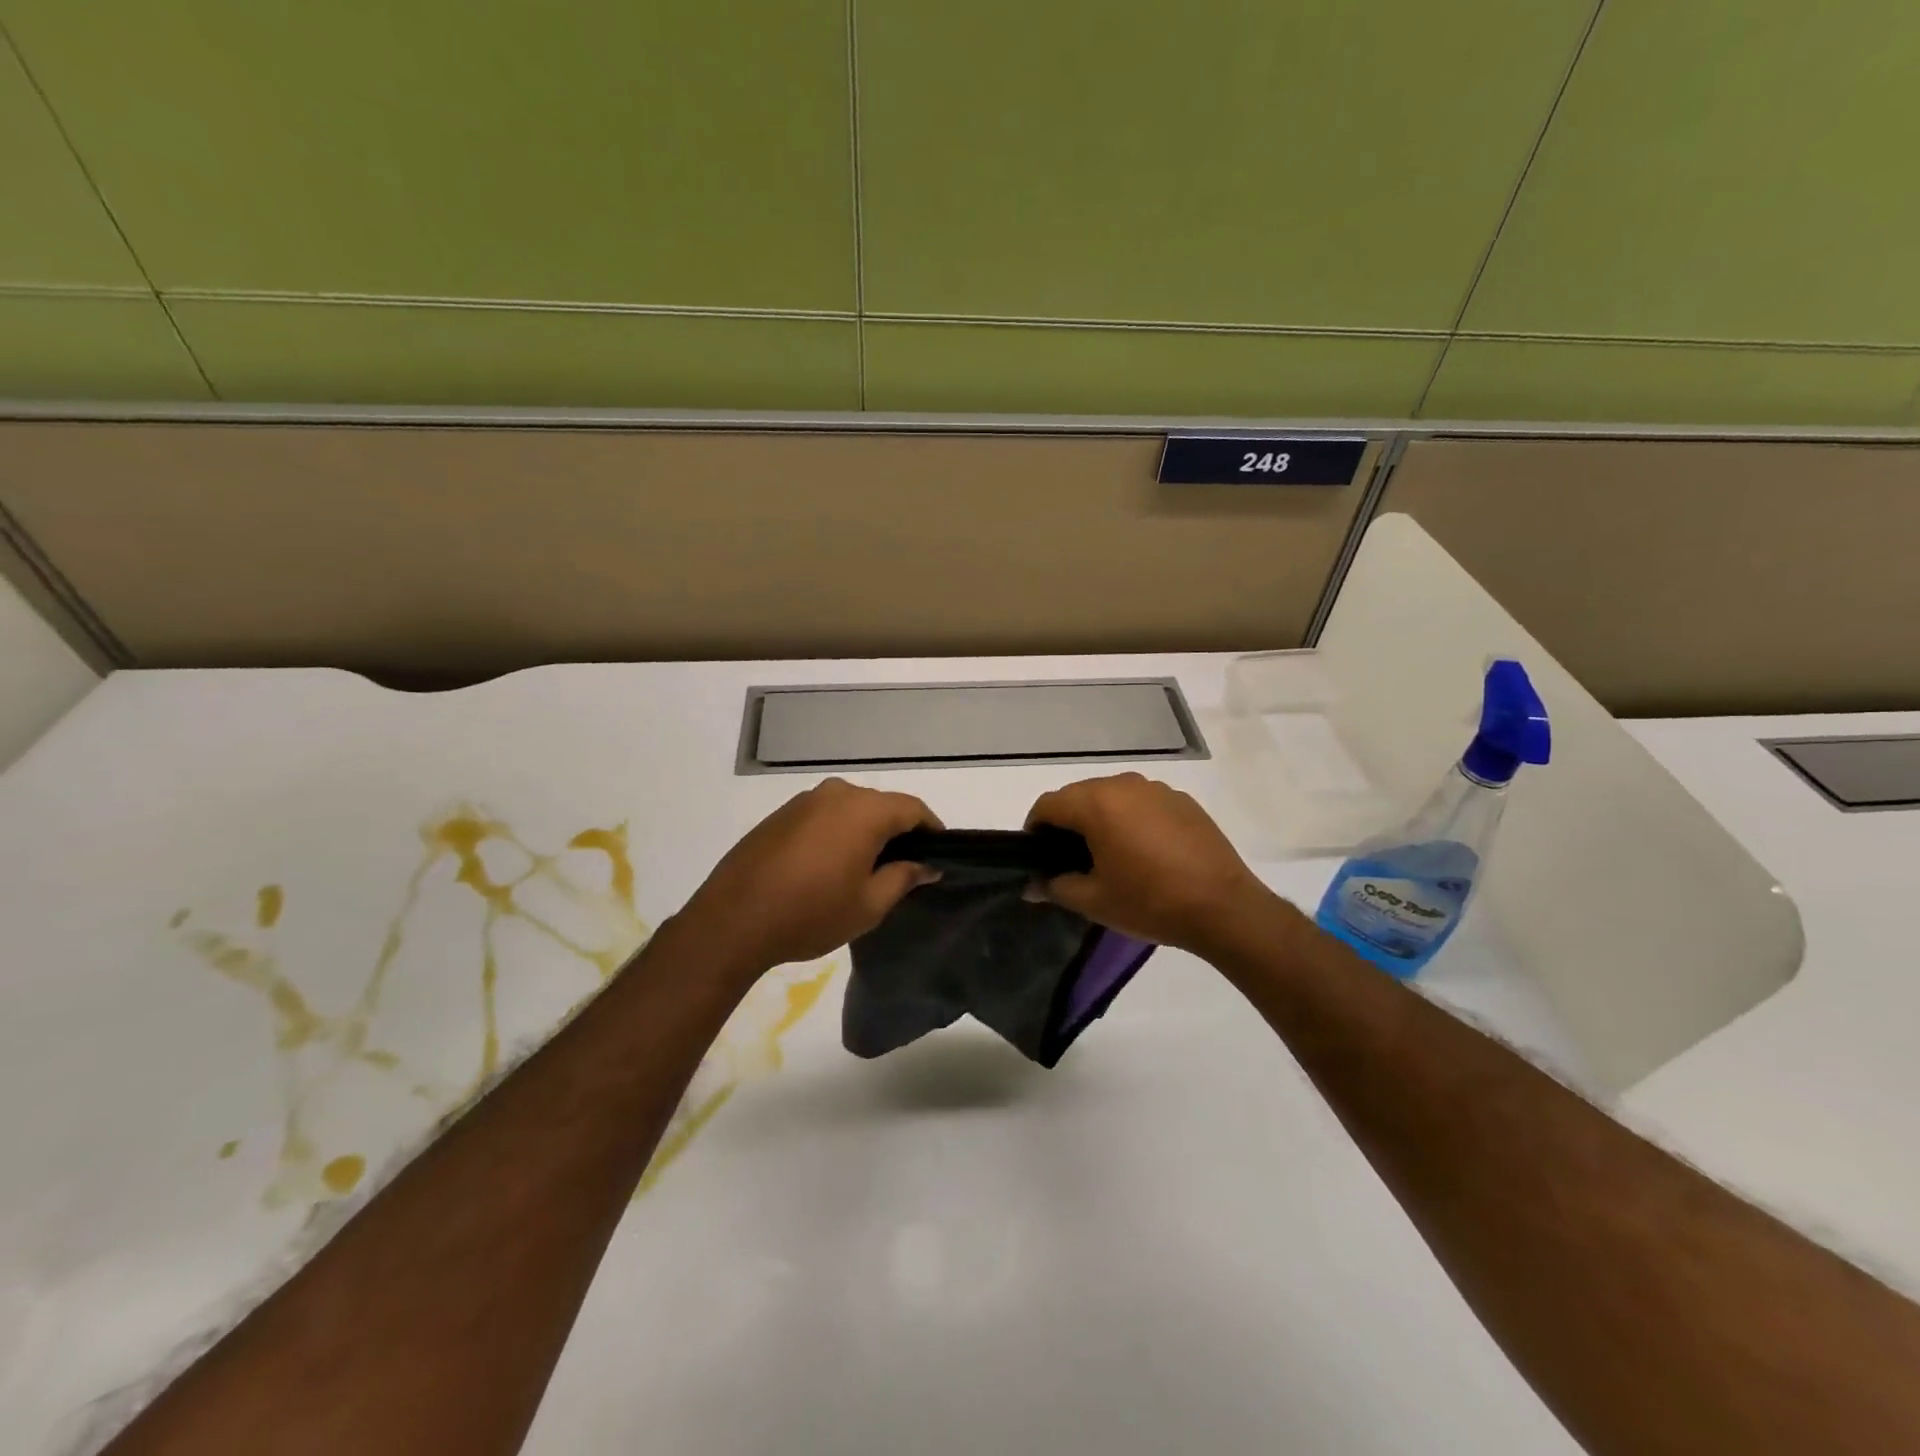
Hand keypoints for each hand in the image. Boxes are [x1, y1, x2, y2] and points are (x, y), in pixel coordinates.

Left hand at [679, 778, 940, 974]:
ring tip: (866, 869)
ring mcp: (804, 801)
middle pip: (881, 805)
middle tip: (904, 867)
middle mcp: (836, 794)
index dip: (931, 829)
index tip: (939, 854)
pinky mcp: (780, 814)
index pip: (912, 808)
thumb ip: (904, 877)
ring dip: (865, 831)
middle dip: (898, 831)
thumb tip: (927, 865)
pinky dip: (837, 833)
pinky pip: (823, 816)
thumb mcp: (869, 904)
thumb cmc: (811, 913)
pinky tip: (829, 865)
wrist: (733, 920)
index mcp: (864, 811)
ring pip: (850, 809)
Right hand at [1026, 772, 1273, 956]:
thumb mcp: (1094, 901)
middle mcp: (1124, 785)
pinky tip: (1144, 853)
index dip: (1035, 829)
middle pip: (1079, 795)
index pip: (1048, 804)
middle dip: (1067, 823)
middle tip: (1069, 860)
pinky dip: (1132, 820)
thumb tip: (1032, 886)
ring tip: (1108, 855)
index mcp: (1097, 803)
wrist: (1224, 908)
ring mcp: (1157, 790)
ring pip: (1112, 797)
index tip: (1036, 856)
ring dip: (1101, 818)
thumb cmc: (1150, 902)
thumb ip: (1056, 887)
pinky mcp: (1183, 801)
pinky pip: (1143, 804)